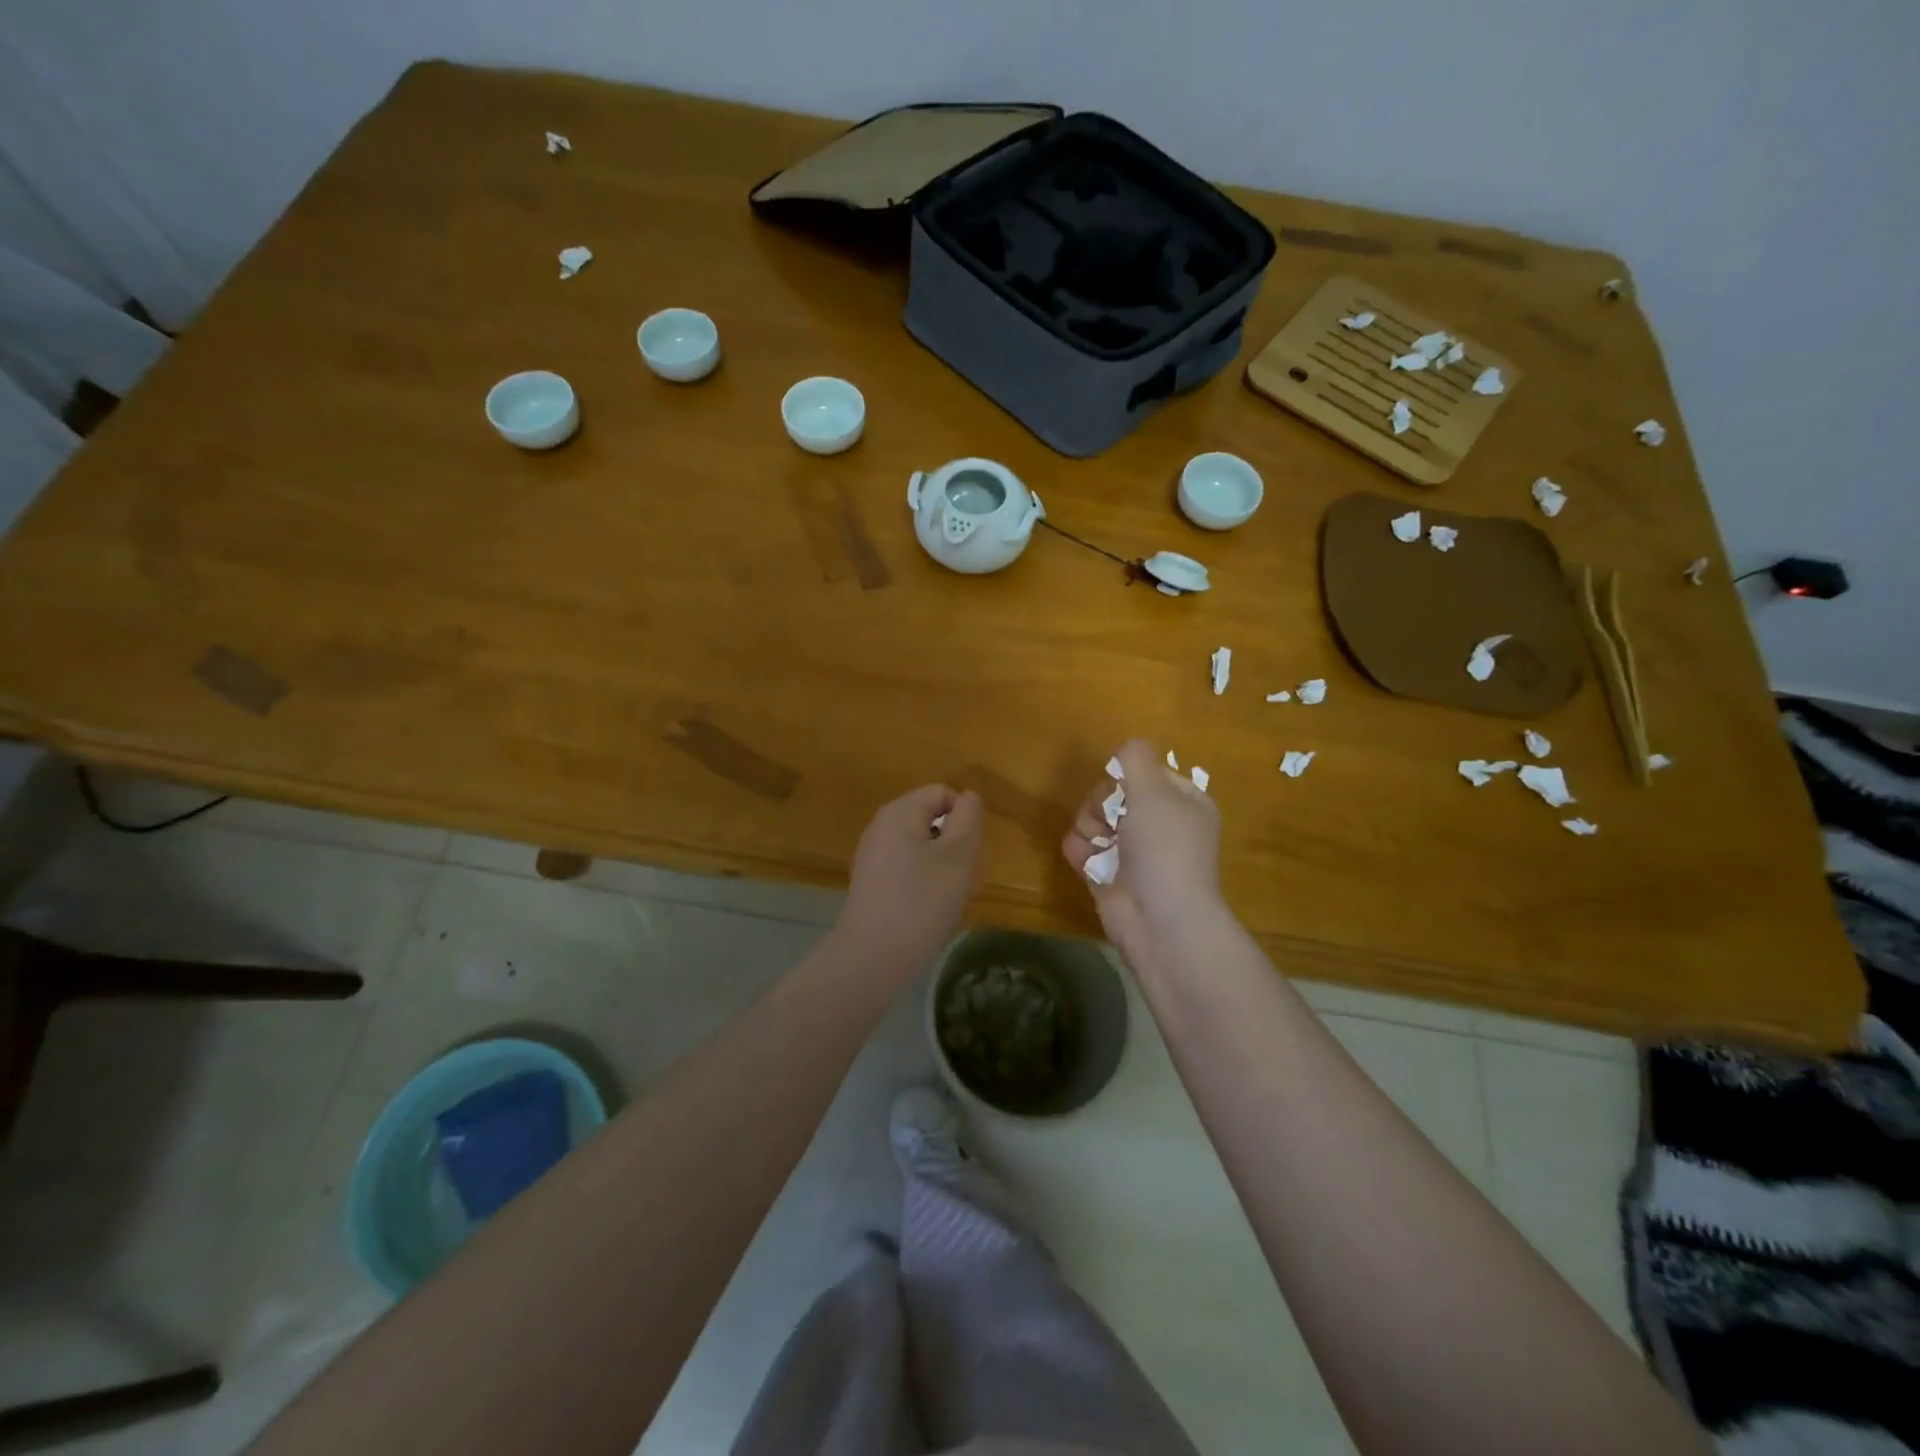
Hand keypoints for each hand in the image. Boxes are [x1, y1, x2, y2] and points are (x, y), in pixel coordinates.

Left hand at [834, 784, 985, 972]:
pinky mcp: (869, 883)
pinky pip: (905, 868)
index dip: (964, 817)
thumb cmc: (923, 901)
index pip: (942, 793)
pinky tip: (927, 910)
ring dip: (941, 865)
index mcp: (899, 811)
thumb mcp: (959, 855)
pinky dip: (923, 882)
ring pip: (920, 846)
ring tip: (947, 897)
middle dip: (954, 843)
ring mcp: (871, 855)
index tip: (971, 852)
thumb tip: (969, 797)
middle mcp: (880, 826)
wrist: (873, 957)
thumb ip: (969, 818)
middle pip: (930, 819)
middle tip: (962, 877)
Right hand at [1062, 739, 1225, 971]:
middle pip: (1114, 795)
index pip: (1146, 774)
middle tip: (1107, 819)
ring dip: (1087, 827)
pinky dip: (1079, 851)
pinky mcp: (1110, 876)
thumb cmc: (1164, 849)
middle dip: (1101, 803)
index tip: (1121, 788)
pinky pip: (1084, 850)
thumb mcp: (1154, 791)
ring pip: (1094, 821)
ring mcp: (1135, 853)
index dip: (1127, 777)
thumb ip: (1135, 760)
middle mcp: (1161, 826)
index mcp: (1183, 804)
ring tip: (1095, 843)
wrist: (1161, 920)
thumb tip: (1125, 748)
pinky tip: (1082, 859)